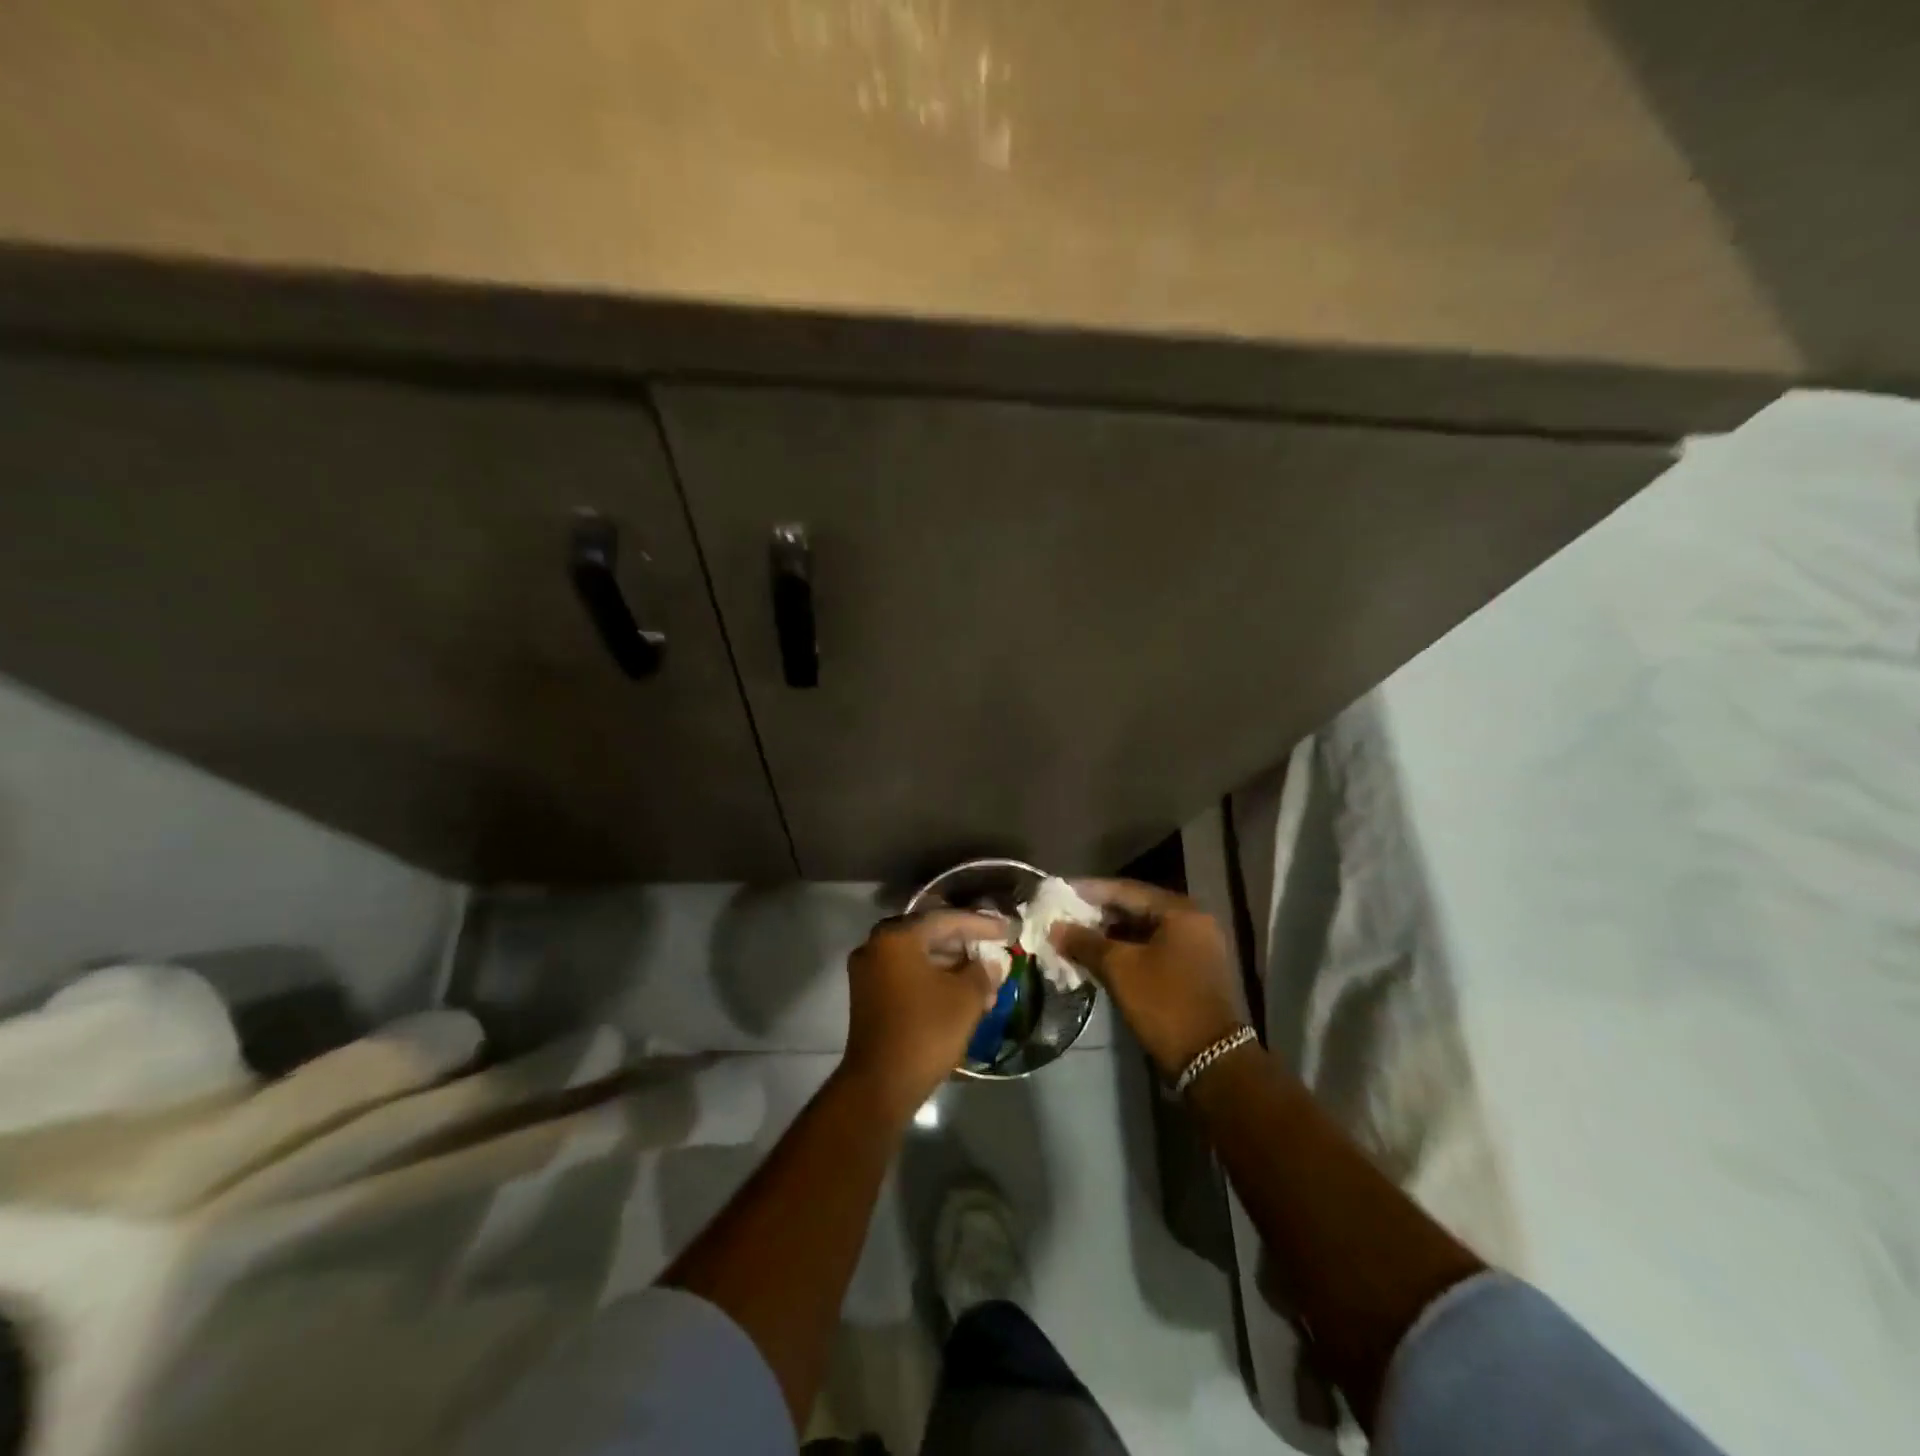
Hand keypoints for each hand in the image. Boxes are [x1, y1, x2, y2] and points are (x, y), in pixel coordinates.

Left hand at [841, 909, 1004, 1119]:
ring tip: (985, 979)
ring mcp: (868, 971)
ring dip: (952, 965)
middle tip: (995, 949)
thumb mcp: (966, 998)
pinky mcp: (868, 995)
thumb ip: (983, 972)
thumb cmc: (926, 1031)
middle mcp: (876, 945)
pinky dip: (933, 979)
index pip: (946, 919)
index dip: (981, 924)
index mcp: (897, 937)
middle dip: (965, 944)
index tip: (1008, 930)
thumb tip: (991, 963)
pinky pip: (907, 974)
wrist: (880, 1085)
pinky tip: (961, 993)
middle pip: (929, 934)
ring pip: (918, 956)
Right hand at [1051, 879, 1246, 1078]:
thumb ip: (1085, 942)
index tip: (1058, 892)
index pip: (1125, 889)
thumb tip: (1055, 928)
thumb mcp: (1119, 969)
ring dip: (1109, 934)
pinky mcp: (1193, 971)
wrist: (1211, 1060)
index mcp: (1180, 912)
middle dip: (1097, 913)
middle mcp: (1193, 921)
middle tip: (1063, 916)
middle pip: (1135, 908)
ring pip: (1143, 930)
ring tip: (1074, 937)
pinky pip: (1152, 949)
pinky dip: (1126, 951)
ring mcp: (1196, 947)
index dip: (1088, 890)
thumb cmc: (1165, 1004)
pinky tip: (1098, 958)